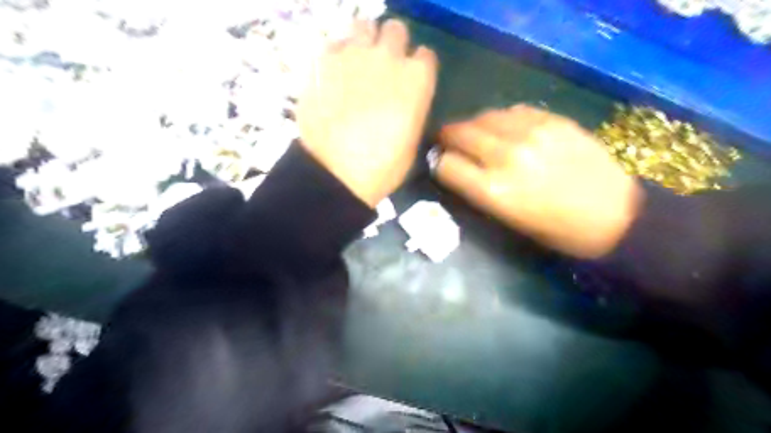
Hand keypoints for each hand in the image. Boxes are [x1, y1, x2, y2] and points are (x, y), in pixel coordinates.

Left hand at [295, 18, 438, 208]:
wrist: (337, 173)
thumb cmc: (383, 167)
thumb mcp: (411, 141)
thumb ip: (412, 109)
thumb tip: (404, 100)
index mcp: (417, 79)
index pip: (426, 55)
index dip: (418, 67)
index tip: (411, 80)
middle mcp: (388, 57)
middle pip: (396, 29)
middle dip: (393, 45)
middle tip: (383, 68)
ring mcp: (354, 55)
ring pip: (363, 25)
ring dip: (365, 40)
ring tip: (358, 63)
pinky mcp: (323, 61)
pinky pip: (334, 42)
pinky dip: (337, 53)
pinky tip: (335, 73)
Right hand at [435, 105, 642, 258]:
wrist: (615, 214)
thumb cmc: (556, 229)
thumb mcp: (508, 219)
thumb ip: (478, 190)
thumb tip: (457, 167)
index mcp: (494, 191)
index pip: (447, 165)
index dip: (440, 163)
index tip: (442, 163)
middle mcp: (506, 157)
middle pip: (460, 133)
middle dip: (448, 136)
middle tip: (448, 140)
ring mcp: (531, 134)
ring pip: (484, 116)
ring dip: (473, 124)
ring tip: (476, 132)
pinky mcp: (553, 120)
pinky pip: (513, 111)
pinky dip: (502, 119)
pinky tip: (507, 128)